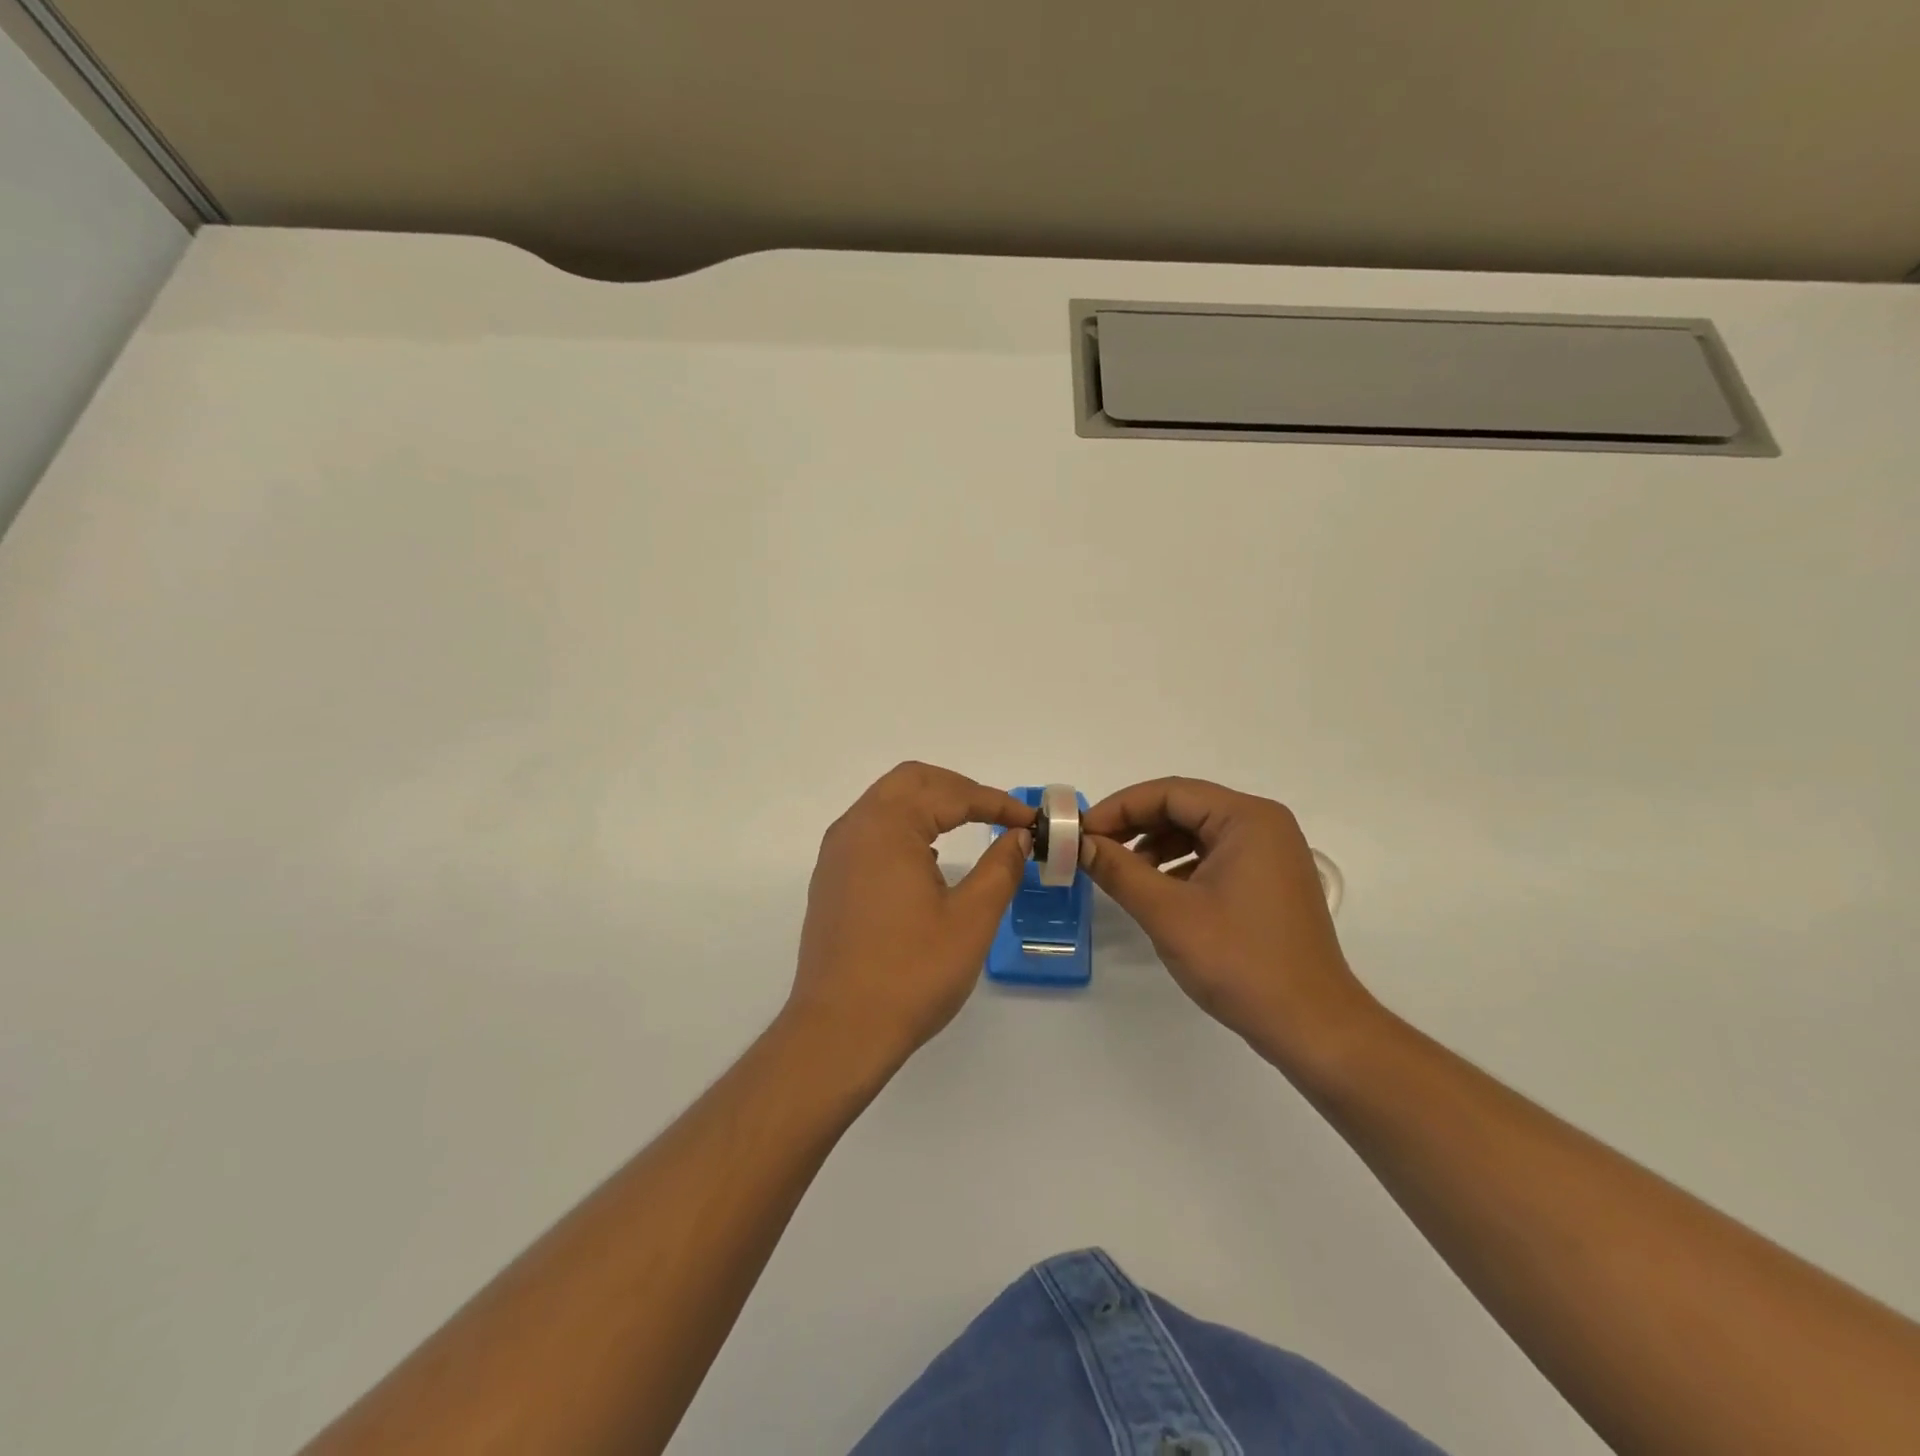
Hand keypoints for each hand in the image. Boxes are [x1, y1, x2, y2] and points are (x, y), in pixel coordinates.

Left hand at [787, 763, 1034, 1073]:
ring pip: (887, 803)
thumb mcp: (971, 919)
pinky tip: (930, 858)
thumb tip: (1018, 837)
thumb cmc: (911, 973)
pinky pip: (871, 831)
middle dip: (958, 789)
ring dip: (930, 805)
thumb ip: (1000, 867)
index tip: (1029, 821)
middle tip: (998, 813)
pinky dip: (906, 828)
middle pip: (911, 781)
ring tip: (970, 827)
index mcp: (887, 827)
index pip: (950, 794)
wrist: (839, 1031)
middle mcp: (855, 828)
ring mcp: (836, 854)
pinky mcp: (830, 880)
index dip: (995, 802)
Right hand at [1081, 777, 1380, 1070]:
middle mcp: (1264, 825)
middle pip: (1184, 808)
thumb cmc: (1239, 962)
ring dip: (1154, 847)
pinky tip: (1156, 892)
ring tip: (1120, 874)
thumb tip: (1079, 843)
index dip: (1119, 808)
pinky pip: (1214, 857)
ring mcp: (1270, 854)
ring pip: (1197, 833)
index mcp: (1247, 819)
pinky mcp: (1269, 882)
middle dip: (1134, 826)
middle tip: (1092, 850)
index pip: (1169, 793)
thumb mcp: (1168, 913)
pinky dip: (1178, 867)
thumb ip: (1118, 870)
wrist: (1311, 1027)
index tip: (1080, 833)